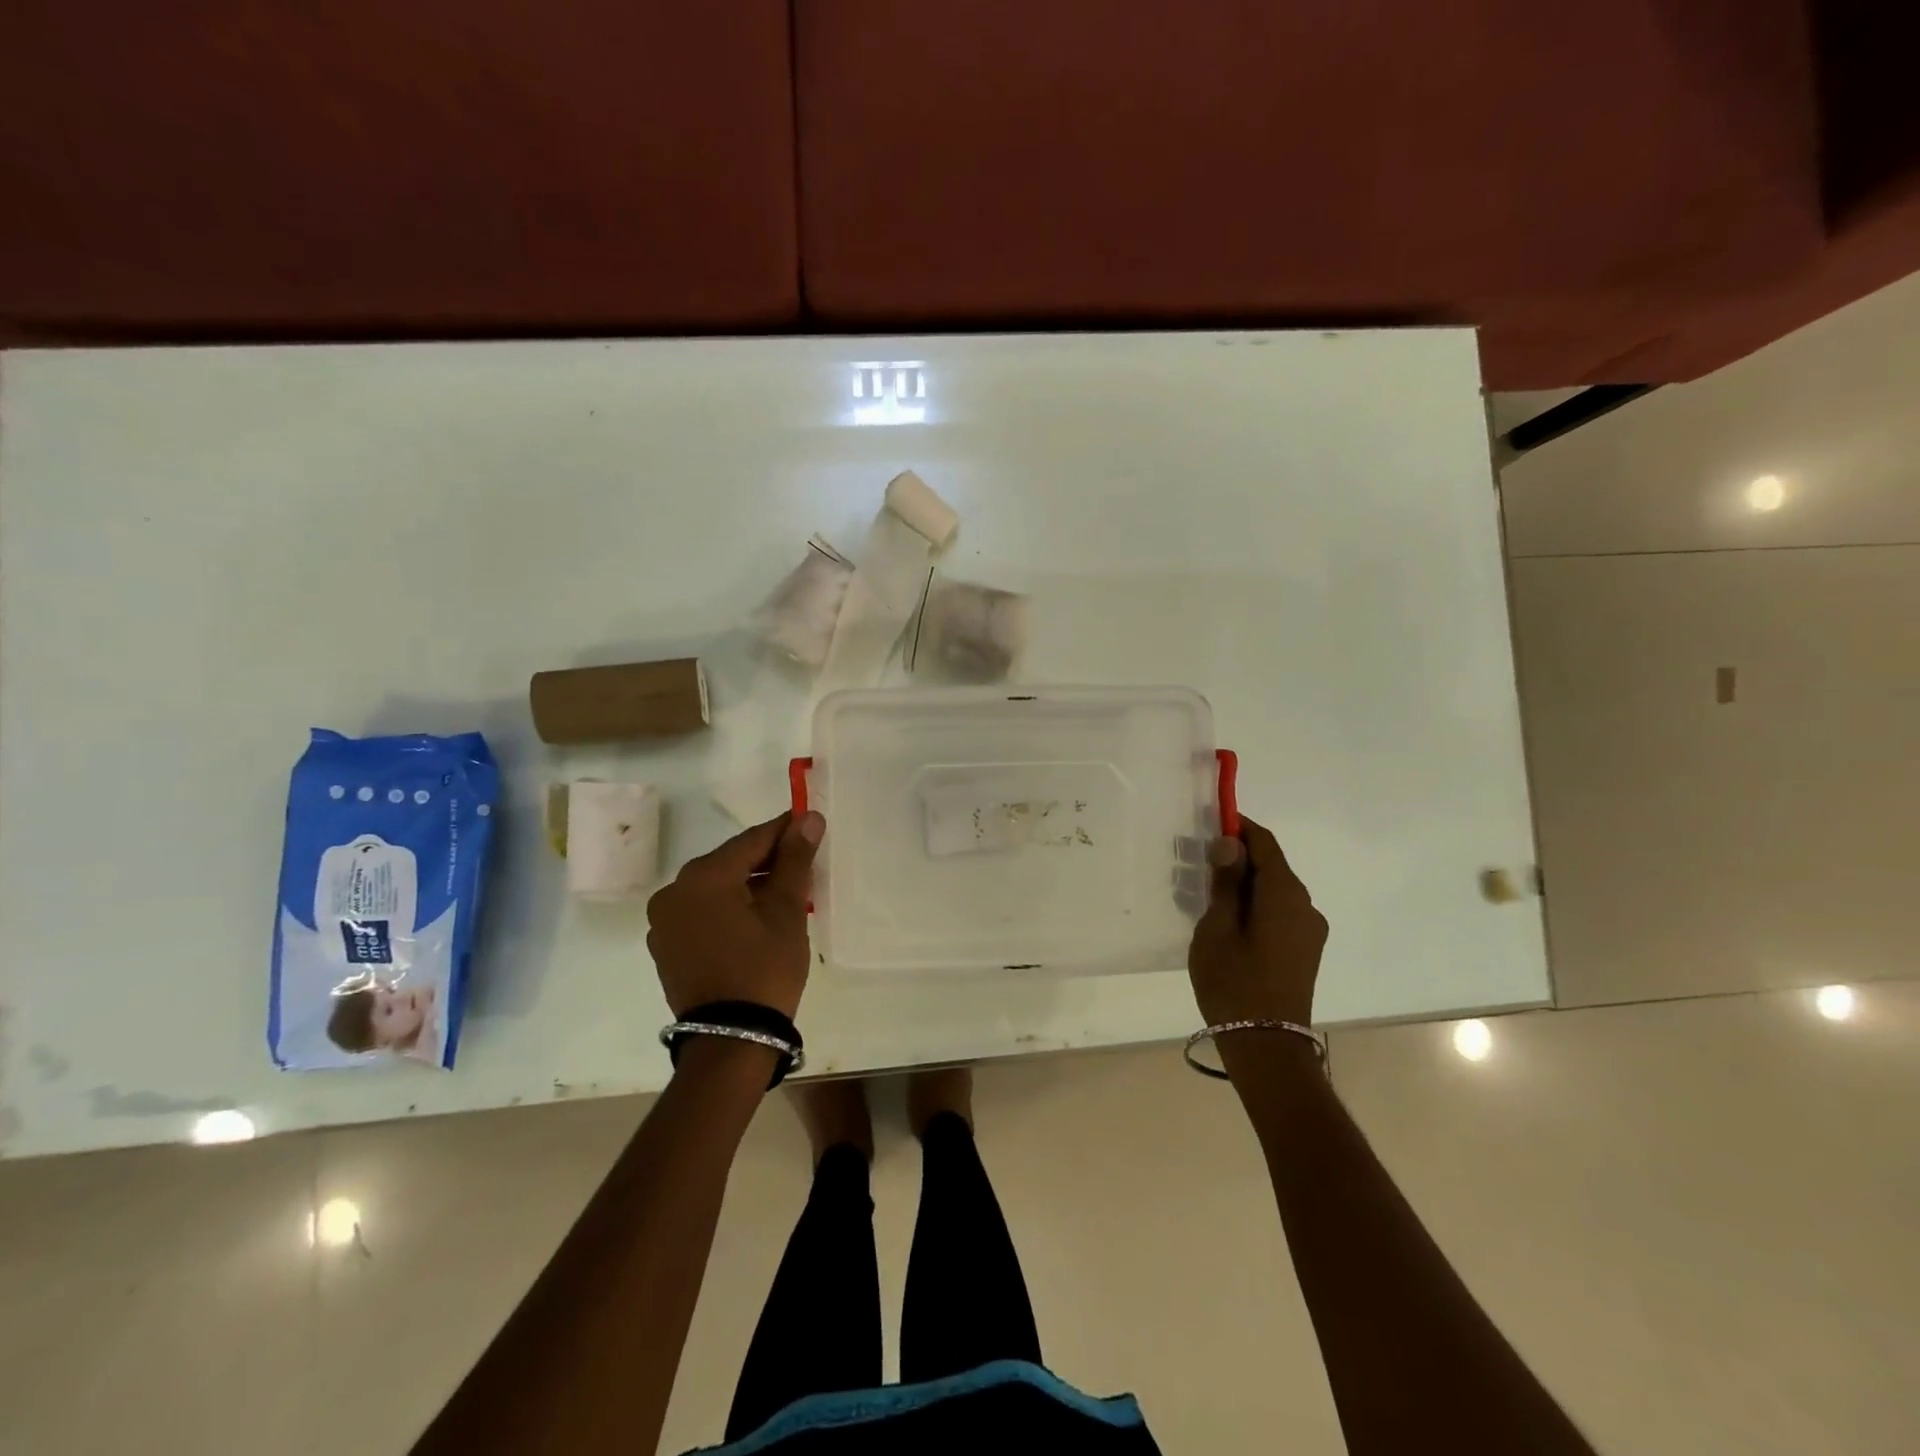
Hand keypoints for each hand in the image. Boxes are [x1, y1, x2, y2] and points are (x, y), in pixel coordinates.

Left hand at [646, 811, 823, 1019]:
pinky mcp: (665, 946)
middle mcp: (674, 890)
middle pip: (730, 862)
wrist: (730, 1040)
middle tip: (803, 866)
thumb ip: (794, 859)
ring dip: (747, 886)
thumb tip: (808, 818)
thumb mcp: (786, 910)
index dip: (784, 831)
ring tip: (784, 897)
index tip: (810, 825)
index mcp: (703, 876)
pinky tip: (754, 921)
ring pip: (715, 888)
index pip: (751, 840)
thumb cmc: (764, 968)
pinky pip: (701, 912)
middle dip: (766, 861)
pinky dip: (728, 908)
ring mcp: (664, 921)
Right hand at [1187, 815, 1327, 1027]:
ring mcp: (1309, 931)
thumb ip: (1225, 882)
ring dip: (1244, 884)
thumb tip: (1230, 843)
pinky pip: (1279, 913)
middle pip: (1272, 866)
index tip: (1210, 824)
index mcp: (1285, 894)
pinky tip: (1228, 923)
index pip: (1265, 843)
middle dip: (1237, 858)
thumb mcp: (1217, 928)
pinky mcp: (1305, 951)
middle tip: (1198, 864)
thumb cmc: (1234, 982)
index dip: (1239, 828)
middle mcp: (1305, 906)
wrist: (1267, 1047)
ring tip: (1207, 896)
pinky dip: (1255, 906)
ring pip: (1274, 891)